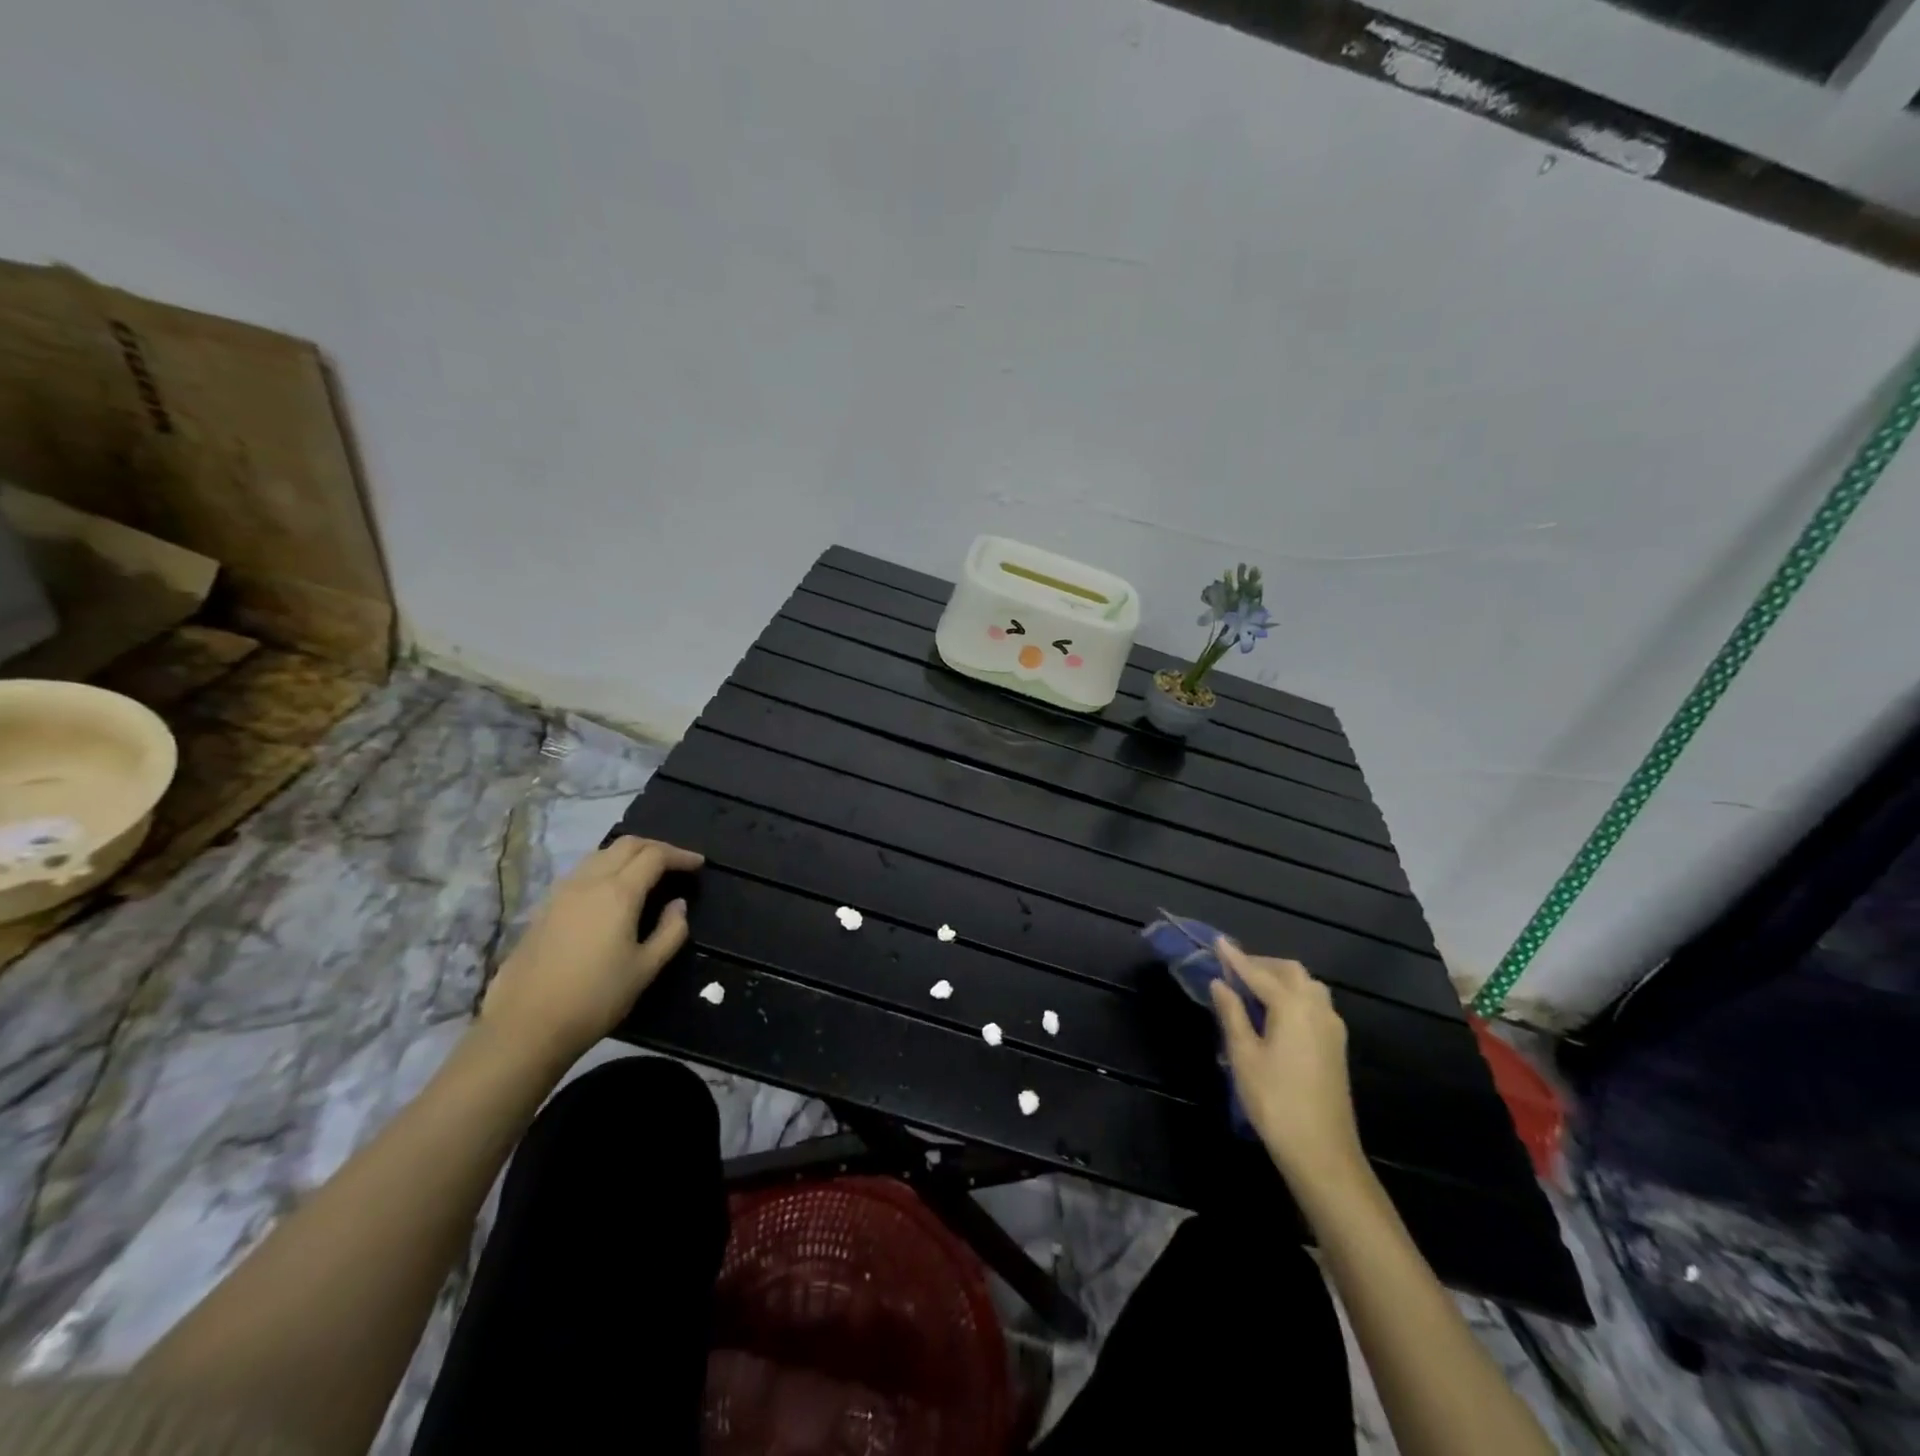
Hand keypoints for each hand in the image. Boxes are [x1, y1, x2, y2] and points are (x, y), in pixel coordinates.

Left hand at [479, 836, 703, 1066]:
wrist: (525, 1027)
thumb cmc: (595, 998)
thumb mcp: (646, 969)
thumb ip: (670, 931)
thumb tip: (678, 905)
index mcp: (618, 893)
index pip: (655, 855)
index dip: (680, 855)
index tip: (698, 865)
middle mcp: (589, 882)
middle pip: (626, 845)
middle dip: (656, 847)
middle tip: (676, 864)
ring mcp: (561, 892)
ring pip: (601, 854)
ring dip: (628, 855)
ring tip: (646, 873)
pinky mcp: (544, 908)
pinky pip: (582, 872)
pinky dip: (605, 868)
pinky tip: (611, 892)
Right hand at [1209, 939, 1367, 1193]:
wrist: (1322, 1152)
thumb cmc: (1275, 1101)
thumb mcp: (1243, 1056)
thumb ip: (1232, 1014)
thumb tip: (1220, 984)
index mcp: (1293, 1006)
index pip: (1258, 973)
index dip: (1235, 958)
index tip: (1218, 942)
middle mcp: (1317, 1008)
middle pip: (1290, 972)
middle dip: (1261, 964)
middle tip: (1233, 969)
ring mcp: (1332, 1027)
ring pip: (1307, 986)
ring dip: (1281, 979)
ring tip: (1253, 989)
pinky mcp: (1336, 1045)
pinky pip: (1315, 1004)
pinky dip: (1294, 995)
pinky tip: (1276, 1012)